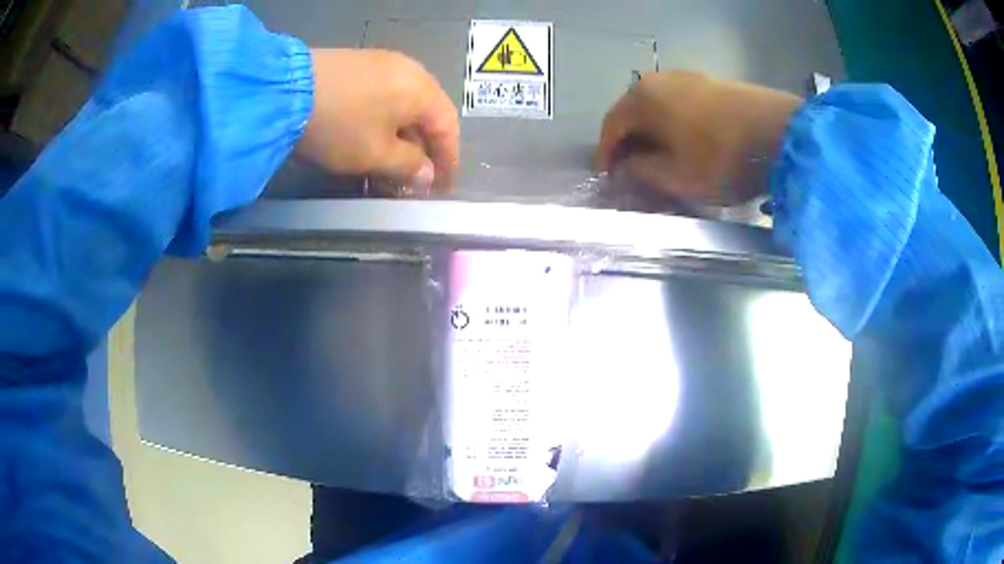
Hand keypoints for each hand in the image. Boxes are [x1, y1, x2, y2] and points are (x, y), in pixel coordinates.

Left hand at [296, 49, 459, 194]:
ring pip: (403, 104)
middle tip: (415, 177)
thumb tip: (427, 175)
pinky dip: (384, 119)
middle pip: (427, 114)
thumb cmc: (340, 125)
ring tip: (391, 161)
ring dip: (402, 135)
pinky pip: (383, 94)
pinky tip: (370, 135)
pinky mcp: (358, 64)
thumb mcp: (376, 153)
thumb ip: (408, 166)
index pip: (448, 127)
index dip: (448, 160)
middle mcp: (409, 70)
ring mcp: (382, 62)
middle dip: (424, 148)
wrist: (287, 90)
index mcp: (422, 90)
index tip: (443, 186)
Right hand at [598, 71, 801, 203]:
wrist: (779, 134)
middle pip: (634, 113)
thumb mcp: (676, 177)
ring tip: (659, 156)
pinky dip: (675, 124)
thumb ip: (642, 172)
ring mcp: (689, 78)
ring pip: (659, 107)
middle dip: (630, 141)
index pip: (612, 126)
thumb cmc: (721, 158)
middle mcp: (660, 80)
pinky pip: (682, 104)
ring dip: (654, 132)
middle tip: (631, 167)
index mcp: (643, 99)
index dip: (606, 153)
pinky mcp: (713, 83)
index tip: (607, 175)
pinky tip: (686, 141)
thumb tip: (627, 166)